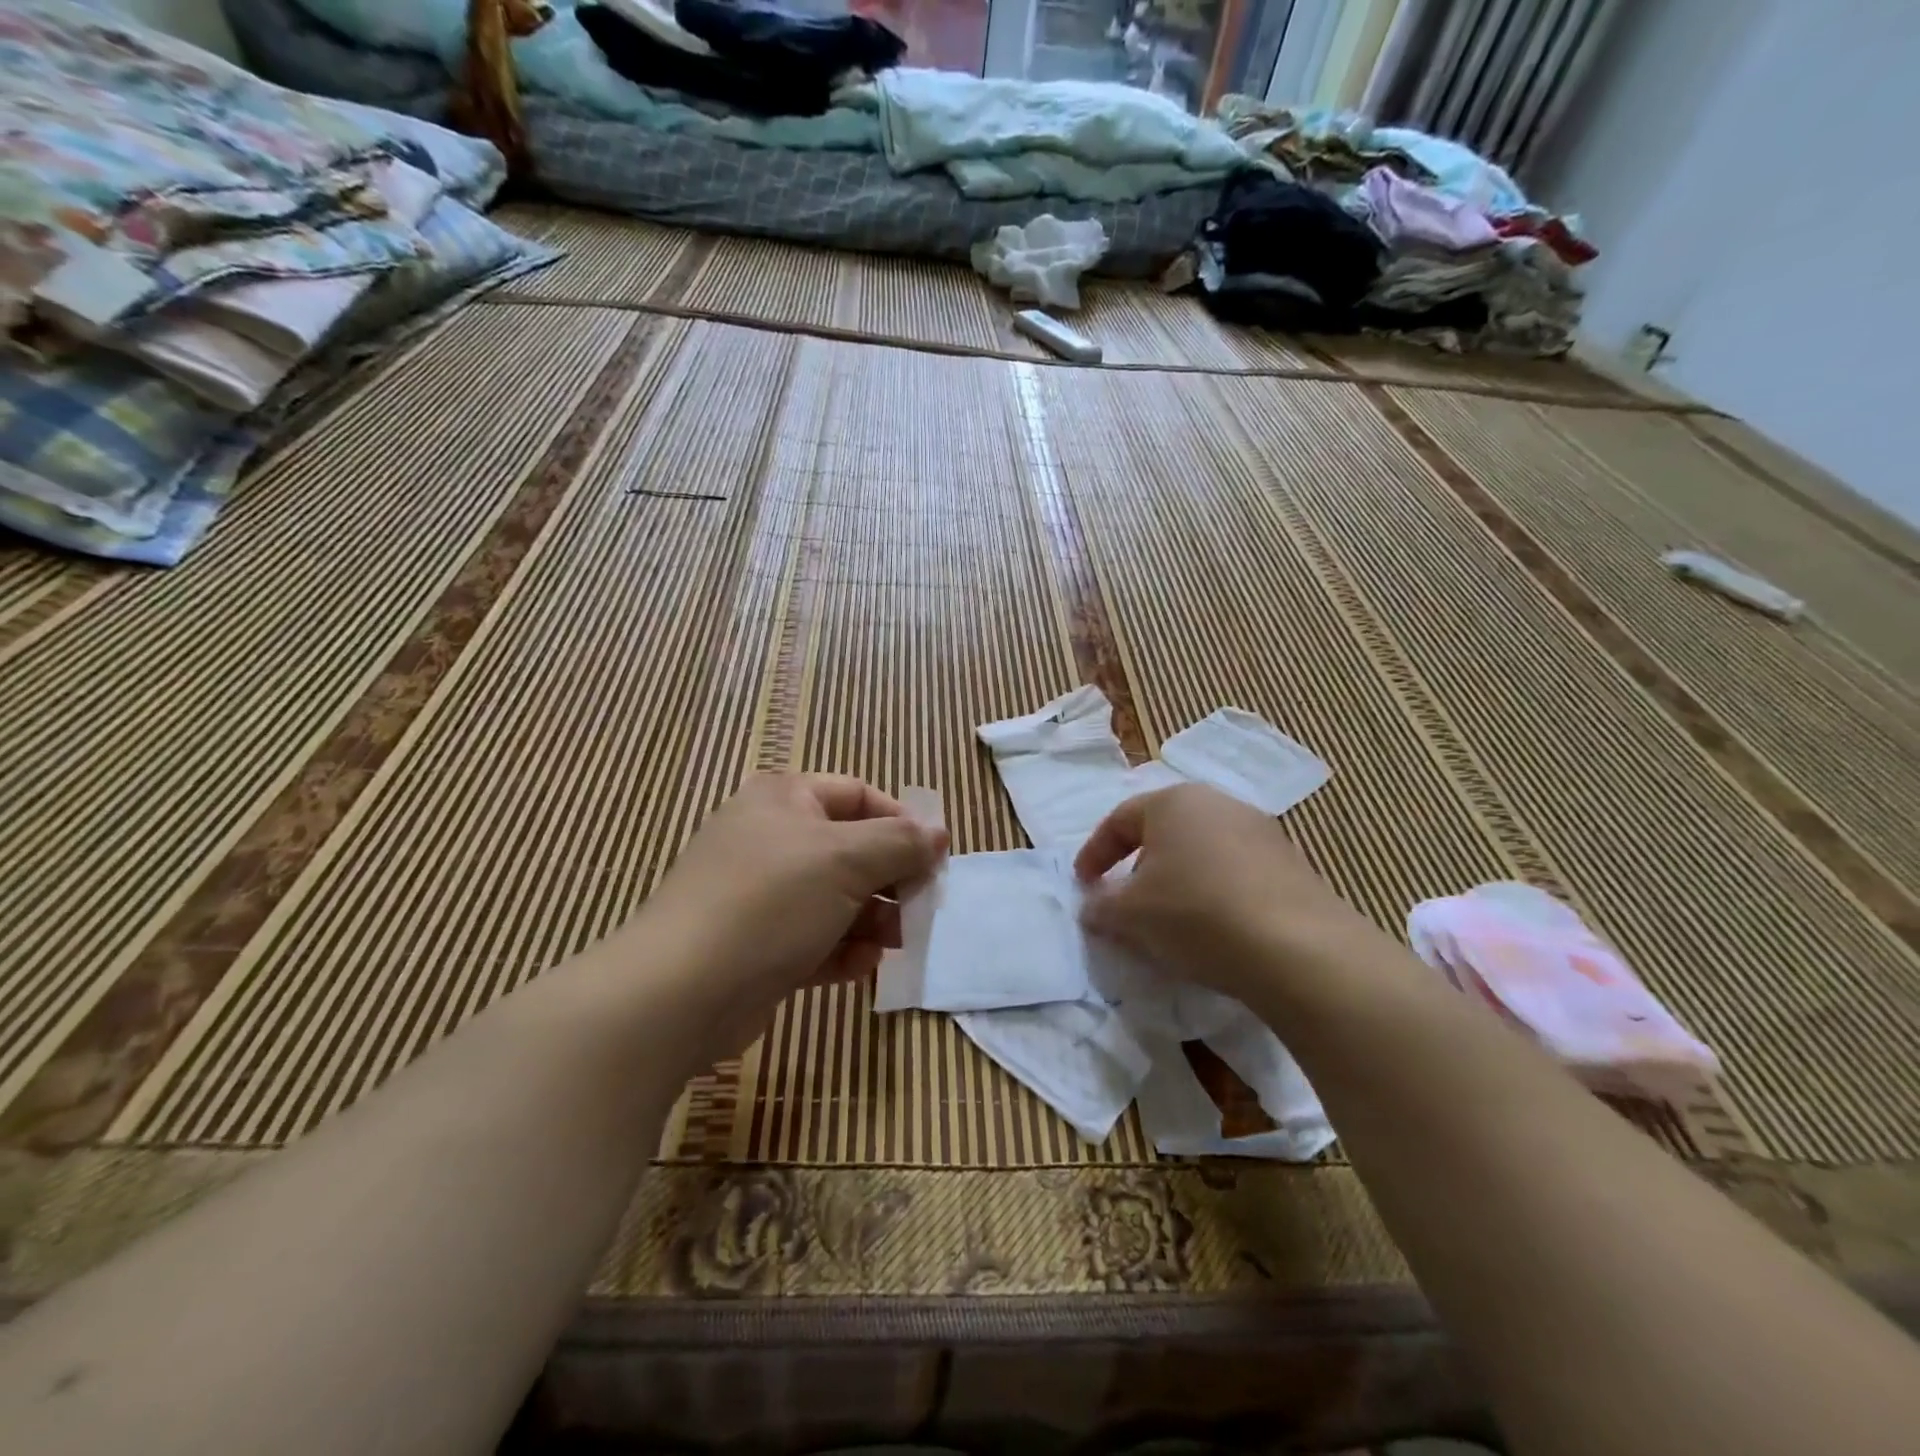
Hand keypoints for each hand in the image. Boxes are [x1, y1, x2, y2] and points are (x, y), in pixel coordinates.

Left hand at [637, 773, 946, 1059]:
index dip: (902, 823)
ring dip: (871, 920)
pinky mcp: (756, 945)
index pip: (858, 795)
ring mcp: (760, 895)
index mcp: (784, 799)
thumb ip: (900, 842)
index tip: (935, 859)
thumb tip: (937, 833)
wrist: (679, 992)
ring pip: (835, 899)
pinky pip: (813, 938)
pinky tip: (859, 967)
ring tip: (895, 943)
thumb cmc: (770, 902)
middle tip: (920, 908)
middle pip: (850, 850)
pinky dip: (841, 950)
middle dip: (889, 880)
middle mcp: (770, 839)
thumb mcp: (846, 860)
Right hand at [1074, 783, 1375, 1009]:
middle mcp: (1218, 804)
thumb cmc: (1195, 913)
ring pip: (1200, 852)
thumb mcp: (1130, 914)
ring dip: (1177, 880)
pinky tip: (1212, 928)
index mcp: (1173, 801)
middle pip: (1163, 831)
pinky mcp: (1290, 864)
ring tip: (1168, 919)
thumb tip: (1092, 906)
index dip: (1094, 853)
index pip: (1119, 820)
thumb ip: (1101, 905)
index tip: (1082, 885)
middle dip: (1137, 866)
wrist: (1297, 948)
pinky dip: (1212, 893)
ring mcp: (1260, 831)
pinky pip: (1233, 872)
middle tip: (1124, 900)